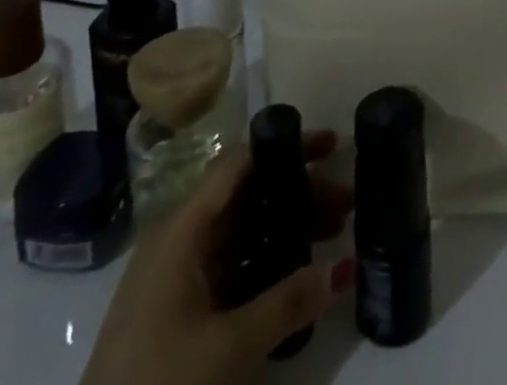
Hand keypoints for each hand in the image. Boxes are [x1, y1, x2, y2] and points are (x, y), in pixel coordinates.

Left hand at [81, 131, 355, 384]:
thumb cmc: (160, 383)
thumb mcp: (230, 346)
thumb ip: (289, 302)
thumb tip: (347, 266)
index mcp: (183, 226)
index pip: (241, 162)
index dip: (287, 146)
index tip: (332, 145)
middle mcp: (179, 235)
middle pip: (247, 193)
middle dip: (297, 191)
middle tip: (346, 204)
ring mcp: (176, 270)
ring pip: (241, 227)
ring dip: (286, 224)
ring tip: (334, 232)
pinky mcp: (178, 303)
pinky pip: (231, 259)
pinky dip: (266, 256)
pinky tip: (297, 272)